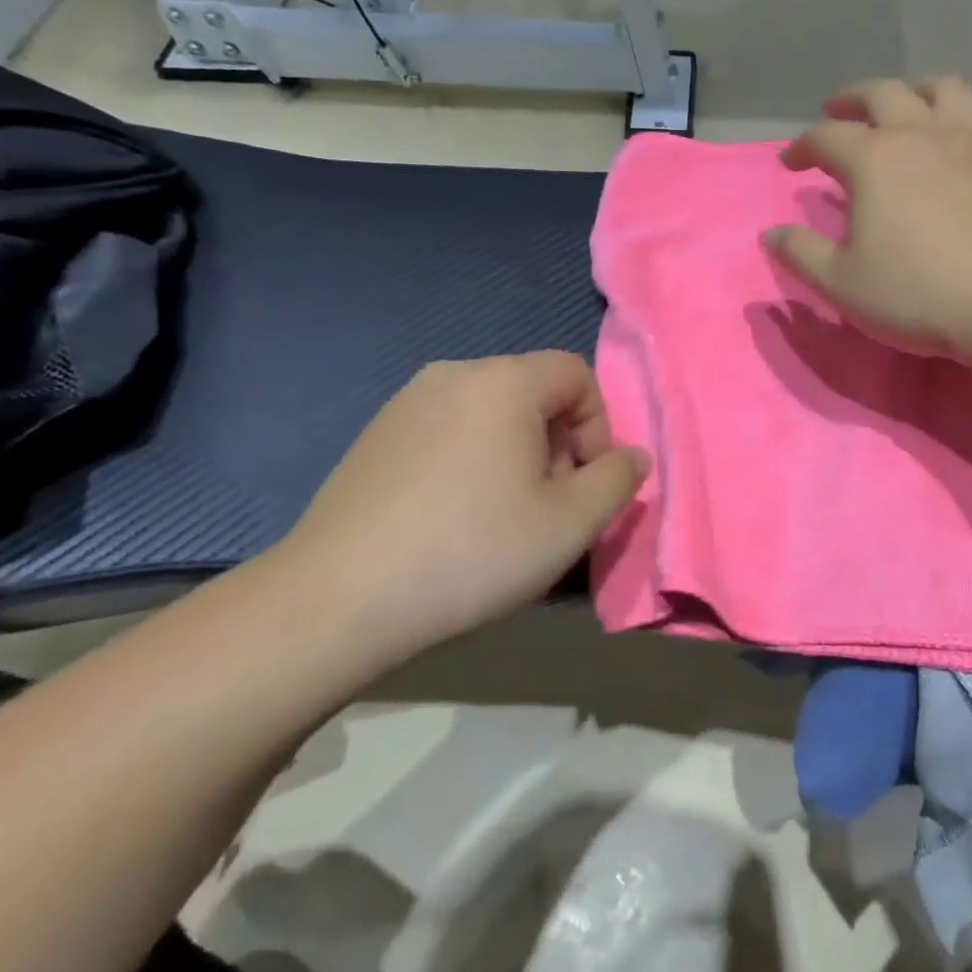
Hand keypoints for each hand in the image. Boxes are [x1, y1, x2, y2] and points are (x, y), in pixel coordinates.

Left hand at [274, 353, 646, 650]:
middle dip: (557, 444)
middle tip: (546, 507)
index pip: (576, 374)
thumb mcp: (569, 524)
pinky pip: (447, 430)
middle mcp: (453, 374)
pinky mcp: (375, 435)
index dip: (597, 426)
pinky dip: (469, 460)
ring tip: (500, 517)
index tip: (584, 483)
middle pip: (533, 392)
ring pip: (489, 413)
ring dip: (515, 454)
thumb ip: (617, 481)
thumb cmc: (471, 552)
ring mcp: (406, 402)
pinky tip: (450, 518)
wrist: (338, 598)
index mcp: (504, 382)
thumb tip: (633, 457)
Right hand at [766, 78, 971, 357]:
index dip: (802, 146)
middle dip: (854, 99)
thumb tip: (771, 234)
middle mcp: (921, 136)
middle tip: (838, 111)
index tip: (790, 163)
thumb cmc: (916, 292)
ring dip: (920, 89)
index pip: (826, 137)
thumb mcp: (840, 283)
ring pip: (947, 90)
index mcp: (873, 159)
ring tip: (909, 104)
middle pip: (884, 93)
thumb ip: (801, 254)